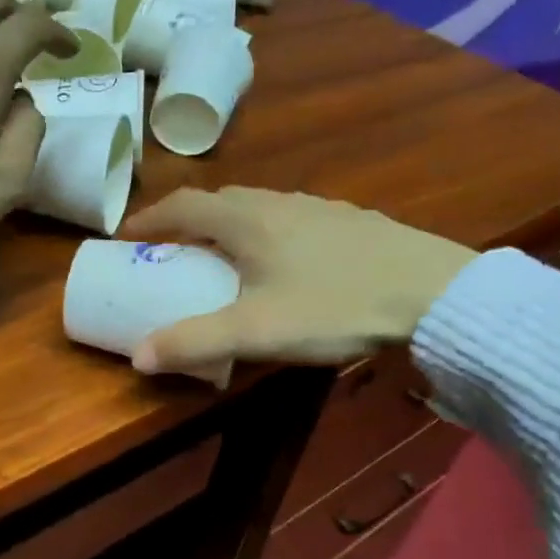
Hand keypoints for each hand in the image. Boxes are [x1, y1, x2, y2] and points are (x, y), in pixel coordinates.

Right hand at [120, 188, 477, 372]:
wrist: (433, 292)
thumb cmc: (334, 305)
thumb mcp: (257, 331)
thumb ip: (195, 342)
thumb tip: (138, 357)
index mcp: (245, 219)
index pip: (182, 205)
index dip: (148, 218)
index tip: (126, 236)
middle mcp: (275, 200)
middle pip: (217, 201)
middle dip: (185, 221)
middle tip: (170, 250)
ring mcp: (315, 206)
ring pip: (255, 206)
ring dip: (226, 225)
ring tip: (221, 255)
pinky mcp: (347, 219)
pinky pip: (287, 217)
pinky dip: (264, 232)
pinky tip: (282, 262)